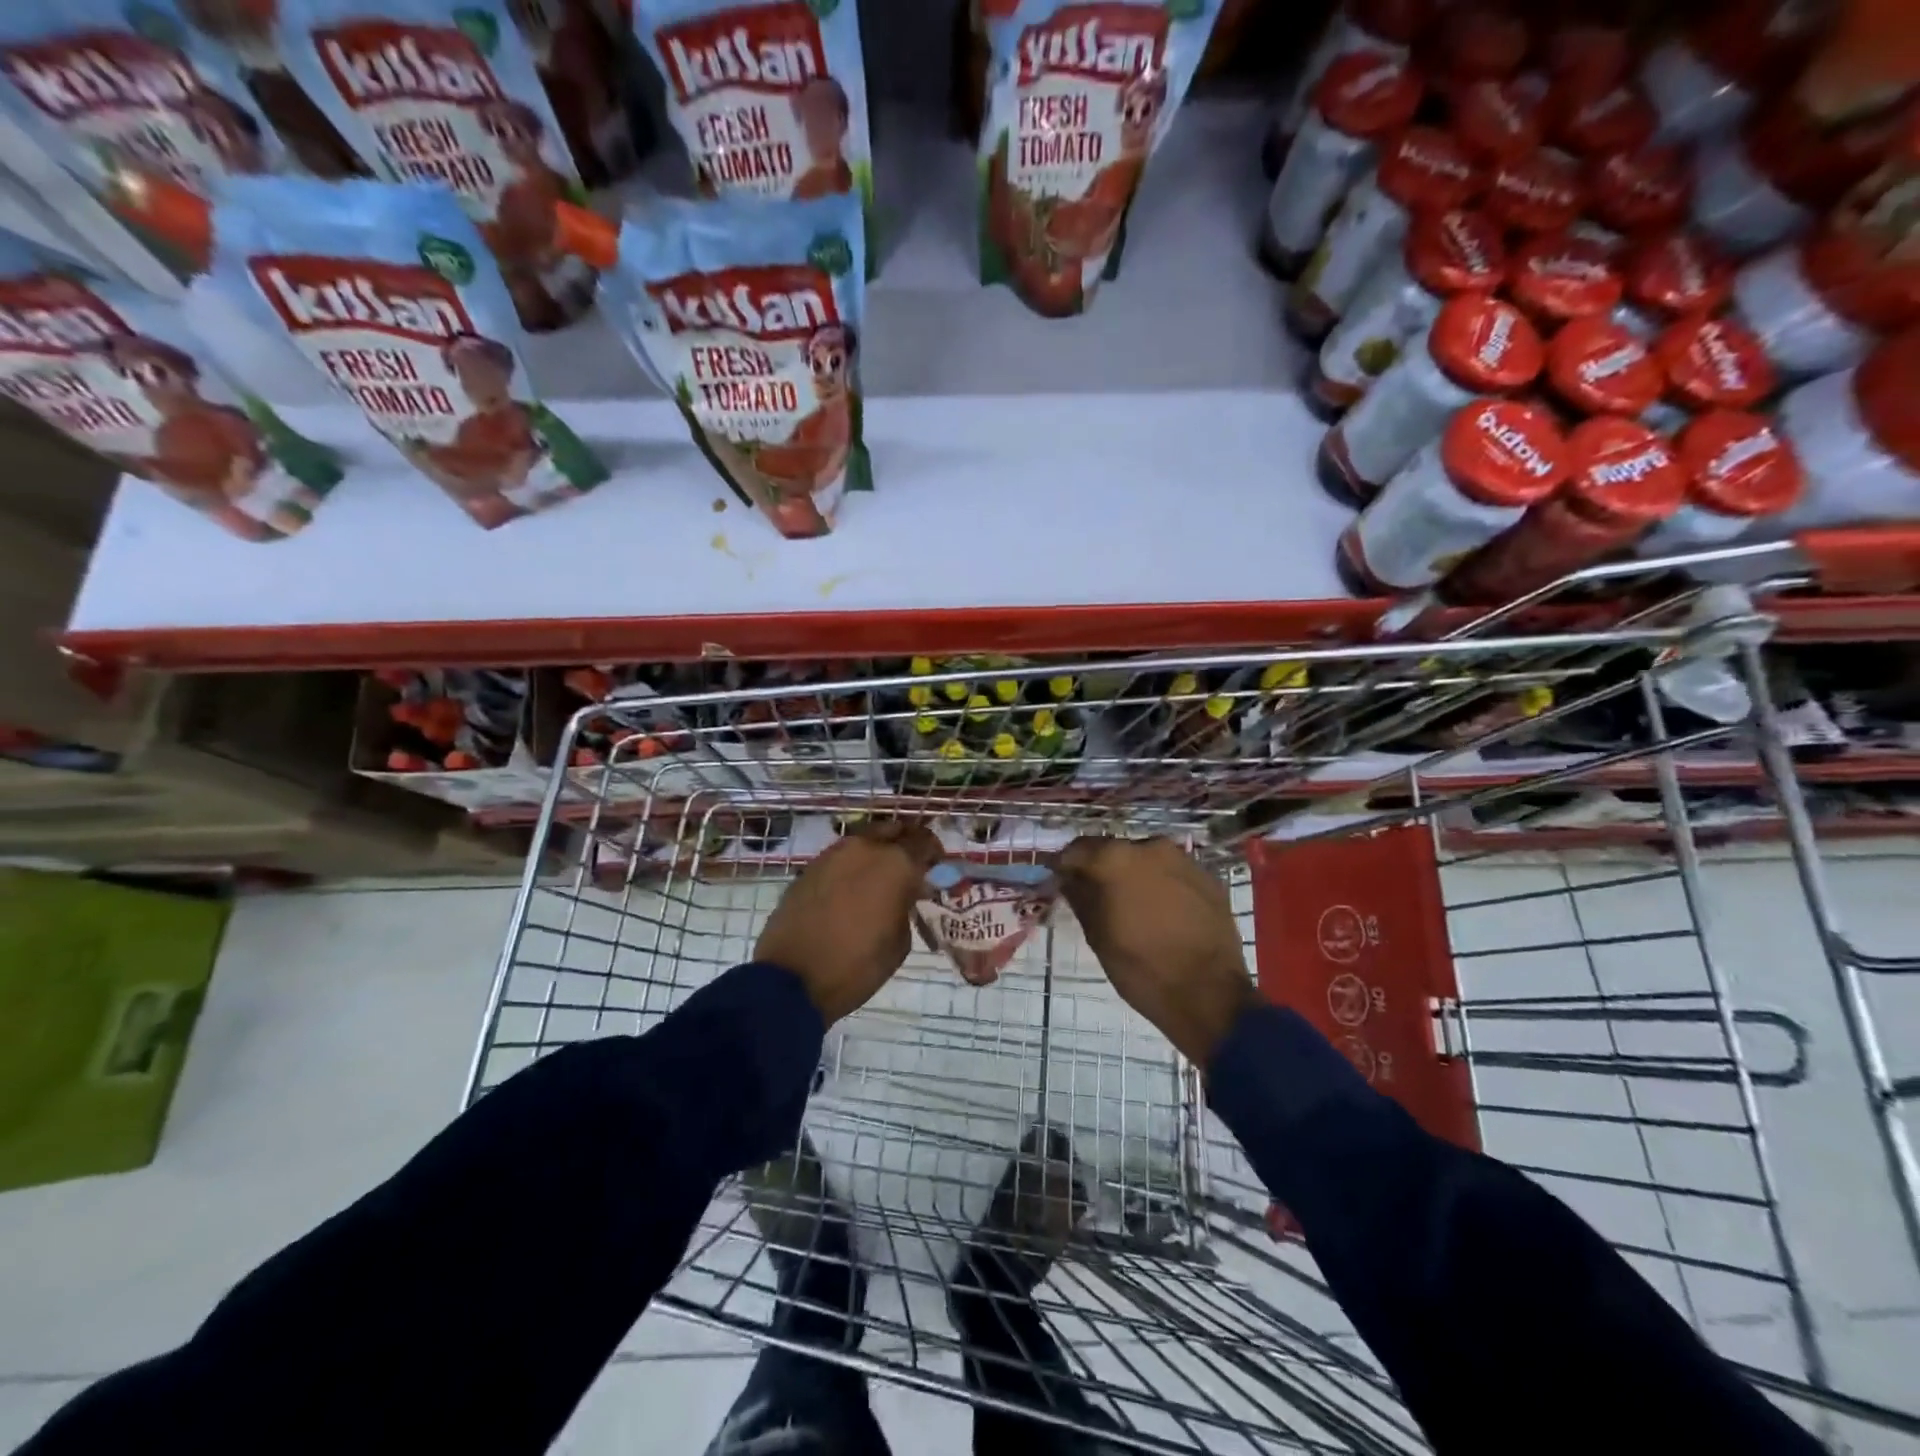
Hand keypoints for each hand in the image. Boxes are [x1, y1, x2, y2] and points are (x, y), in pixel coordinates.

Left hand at [756, 821, 942, 1023]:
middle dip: (904, 844)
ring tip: (878, 878)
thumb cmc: (857, 966)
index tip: (936, 868)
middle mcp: (865, 848)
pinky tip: (850, 889)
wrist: (792, 979)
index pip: (925, 841)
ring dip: (876, 852)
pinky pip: (840, 857)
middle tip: (909, 867)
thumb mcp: (900, 941)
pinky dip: (851, 866)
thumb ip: (906, 905)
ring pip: (864, 839)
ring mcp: (833, 854)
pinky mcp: (809, 868)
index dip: (934, 853)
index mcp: (896, 863)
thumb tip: (901, 894)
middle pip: (893, 829)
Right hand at [1058, 836, 1256, 1065]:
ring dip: (1134, 876)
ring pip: (1147, 860)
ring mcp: (1185, 860)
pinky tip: (1162, 913)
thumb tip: (1068, 878)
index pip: (1078, 848)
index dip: (1066, 864)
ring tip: (1131, 906)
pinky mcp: (1209, 878)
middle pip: (1115, 850)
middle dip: (1102, 869)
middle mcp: (1151, 847)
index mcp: (1117, 858)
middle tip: (1096, 896)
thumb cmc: (1141, 968)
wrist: (1209, 996)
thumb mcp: (1098, 936)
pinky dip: (1162, 885)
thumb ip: (1080, 897)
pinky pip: (1174, 874)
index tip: (1060, 880)